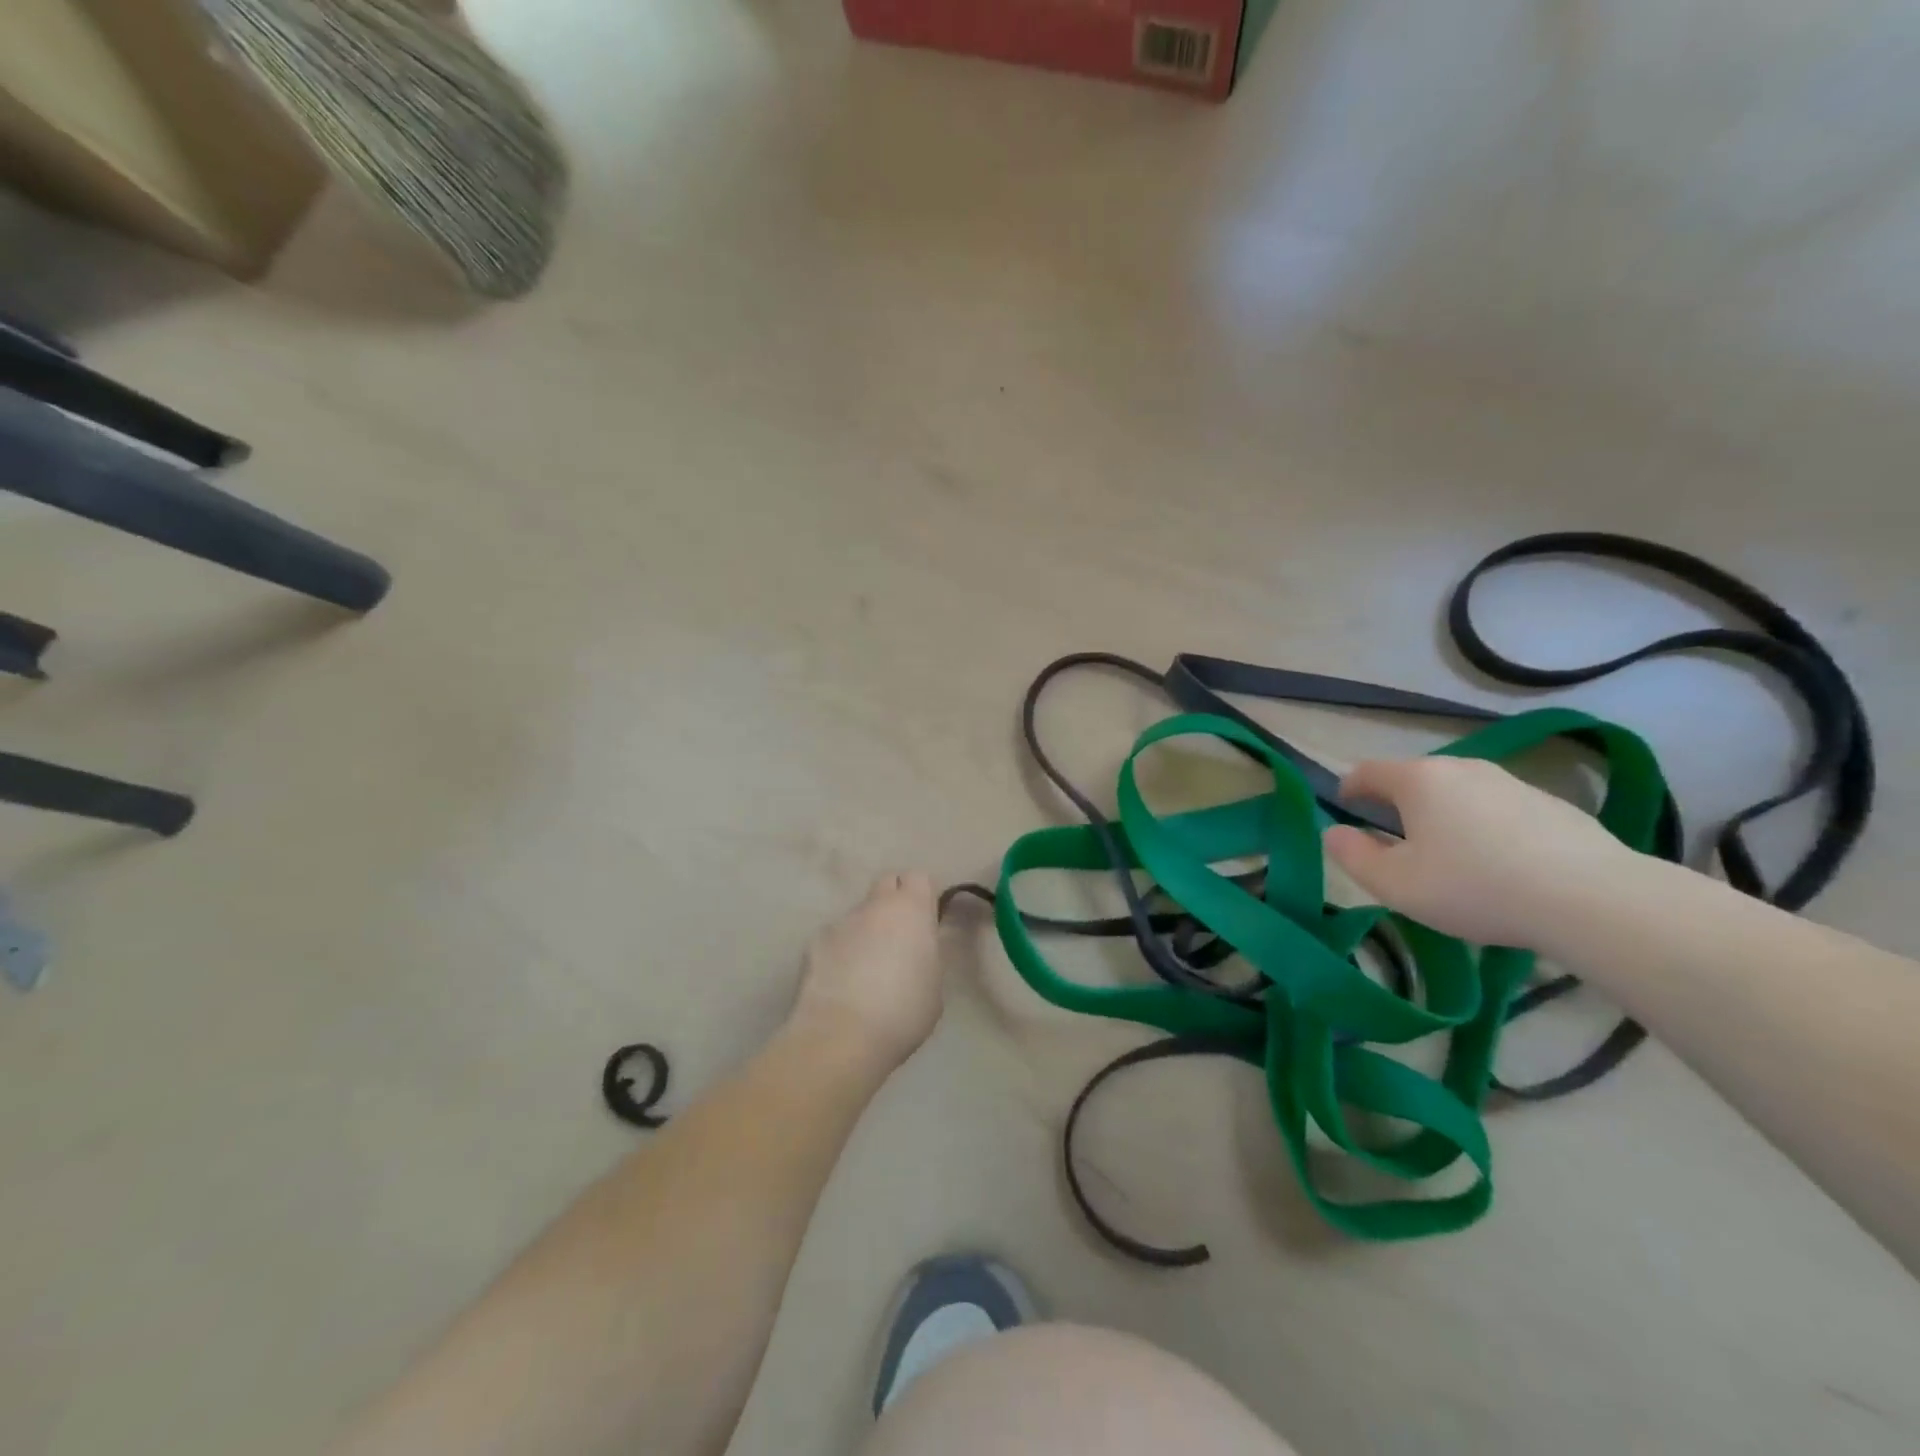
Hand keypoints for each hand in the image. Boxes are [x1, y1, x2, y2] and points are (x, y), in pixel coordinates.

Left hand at [789, 873, 943, 1071]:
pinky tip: (841, 985)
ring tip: (865, 973)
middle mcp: (874, 906)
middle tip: (899, 939)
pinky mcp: (813, 943)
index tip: (925, 920)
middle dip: (893, 903)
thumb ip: (928, 952)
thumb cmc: (902, 1011)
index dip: (922, 895)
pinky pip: (835, 939)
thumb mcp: (934, 983)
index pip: (918, 876)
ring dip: (865, 932)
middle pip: (886, 884)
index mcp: (911, 910)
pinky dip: (840, 953)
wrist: (841, 1035)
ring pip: (859, 915)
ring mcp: (840, 922)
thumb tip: (919, 943)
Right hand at [1322, 757, 1644, 948]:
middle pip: (1414, 779)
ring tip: (1449, 856)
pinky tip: (1499, 865)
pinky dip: (1485, 827)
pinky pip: (1498, 809)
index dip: (1348, 787)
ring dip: (1443, 815)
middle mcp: (1462, 768)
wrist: (1593, 899)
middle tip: (1393, 840)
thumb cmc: (1475, 886)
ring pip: (1459, 793)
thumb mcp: (1395, 884)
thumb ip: (1353, 856)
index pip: (1367, 771)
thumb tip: (1334, 833)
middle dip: (1396, 803)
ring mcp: (1510, 782)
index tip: (1344, 806)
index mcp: (1418, 780)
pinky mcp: (1551, 804)